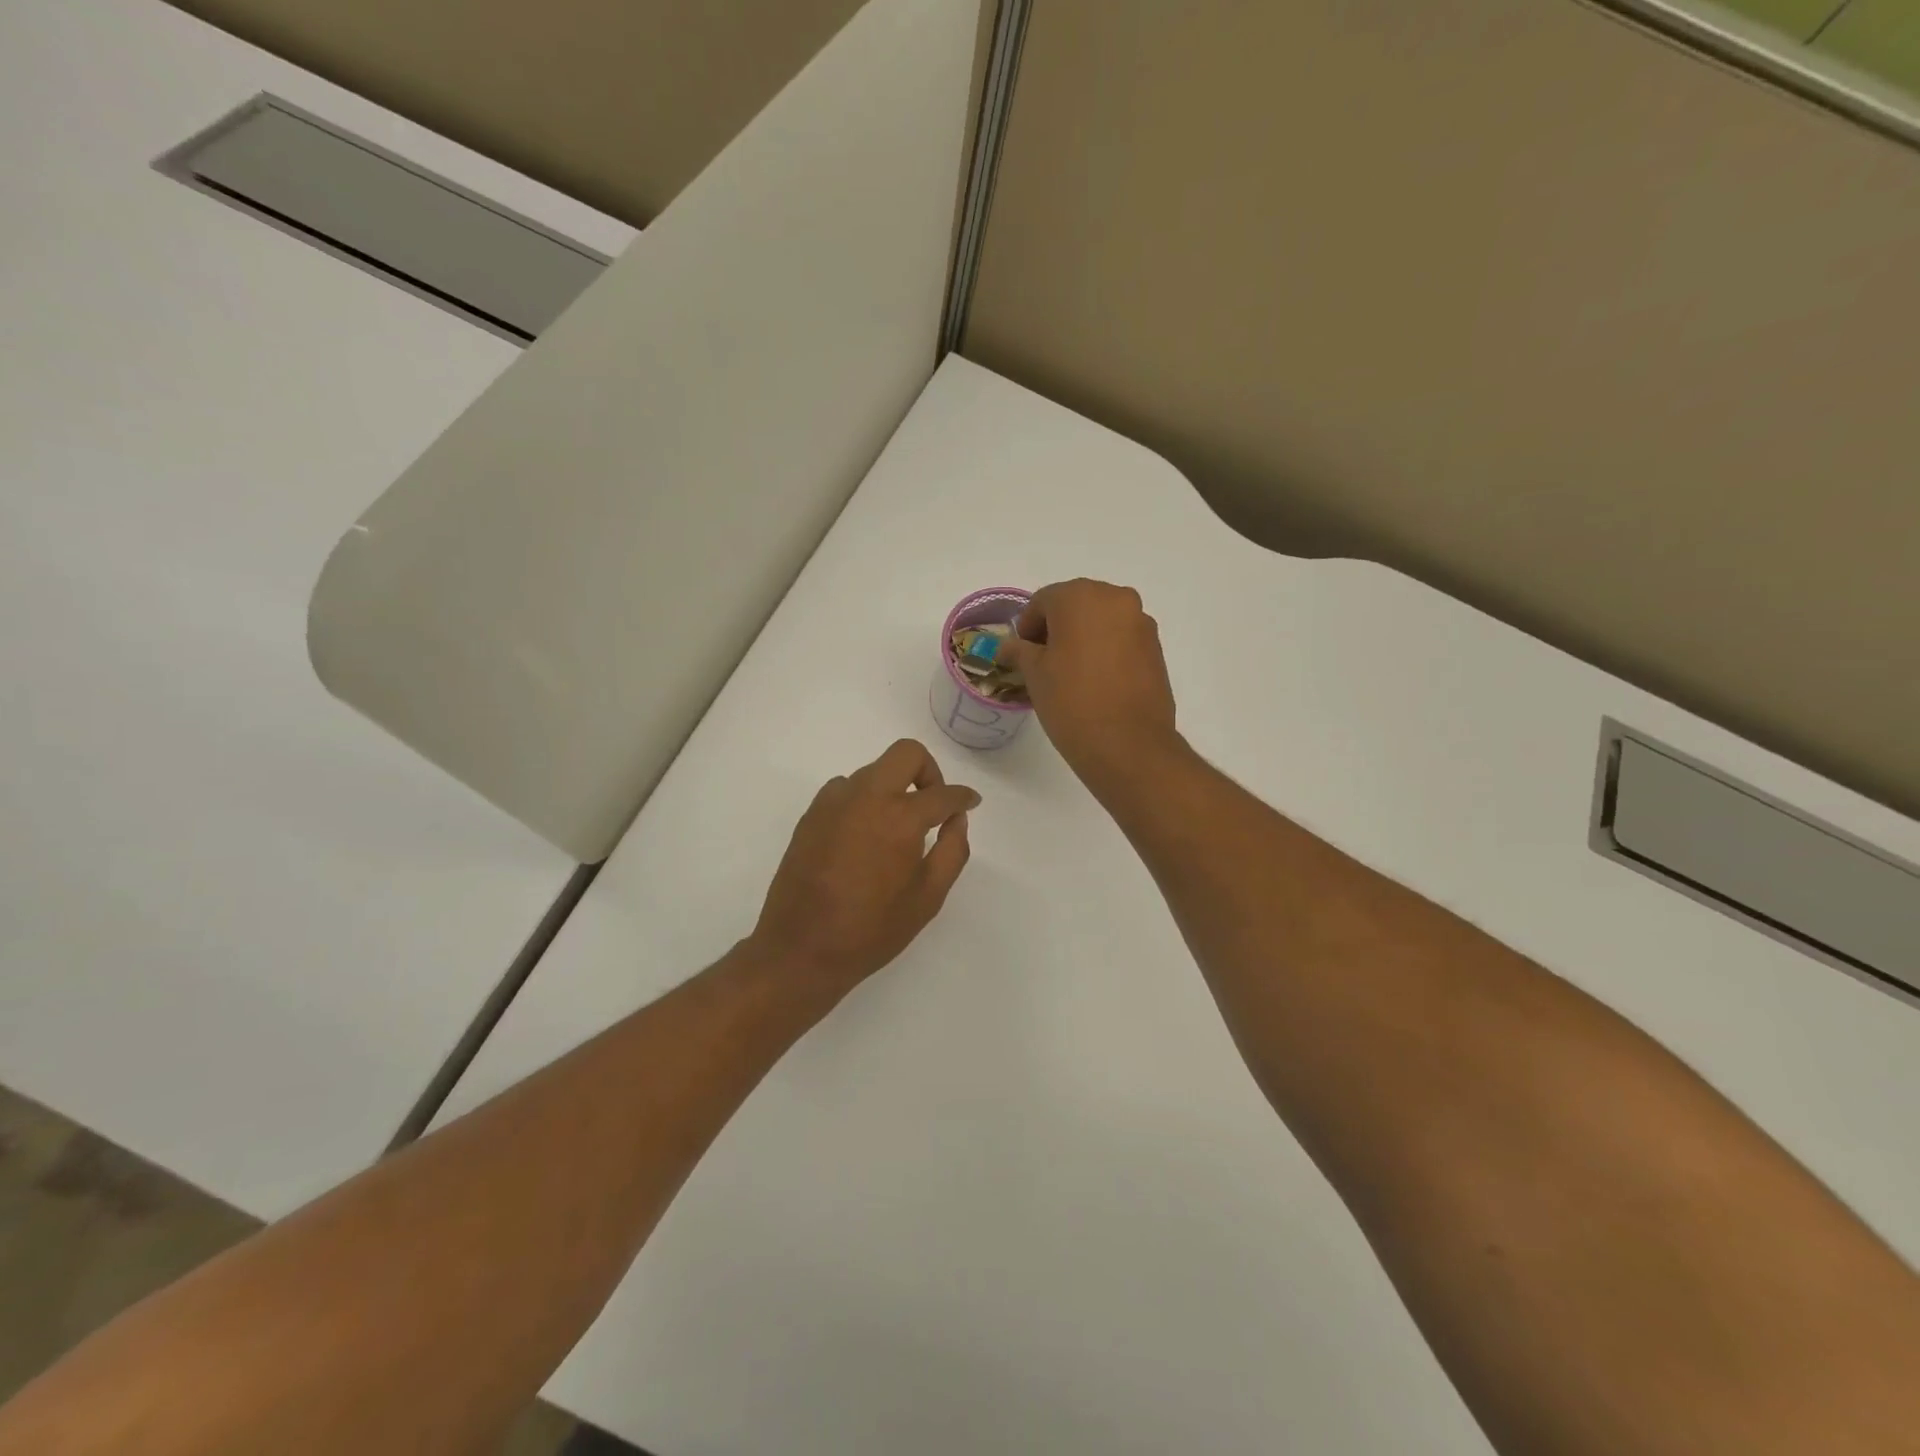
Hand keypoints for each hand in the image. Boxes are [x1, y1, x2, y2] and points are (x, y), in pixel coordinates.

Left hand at [748, 739, 978, 1000]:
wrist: (801, 949)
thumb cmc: (872, 930)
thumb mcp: (927, 898)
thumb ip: (952, 851)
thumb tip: (956, 819)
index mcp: (900, 818)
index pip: (943, 794)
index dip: (964, 797)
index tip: (970, 803)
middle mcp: (865, 797)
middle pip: (905, 754)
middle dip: (928, 771)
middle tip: (933, 805)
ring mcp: (833, 802)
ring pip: (874, 770)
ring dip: (893, 787)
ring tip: (896, 828)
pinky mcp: (811, 815)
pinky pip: (846, 789)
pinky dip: (865, 800)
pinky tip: (865, 836)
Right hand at [997, 579, 1181, 786]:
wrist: (1128, 744)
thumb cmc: (1072, 701)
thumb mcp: (1034, 674)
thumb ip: (1019, 651)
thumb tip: (1008, 646)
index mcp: (1080, 596)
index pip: (1043, 601)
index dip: (1026, 626)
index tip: (1020, 654)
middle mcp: (1116, 598)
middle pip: (1075, 604)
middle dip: (1056, 628)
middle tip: (1042, 662)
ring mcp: (1141, 622)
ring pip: (1101, 621)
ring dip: (1083, 638)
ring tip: (1070, 673)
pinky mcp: (1156, 648)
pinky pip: (1122, 639)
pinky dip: (1105, 650)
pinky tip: (1095, 681)